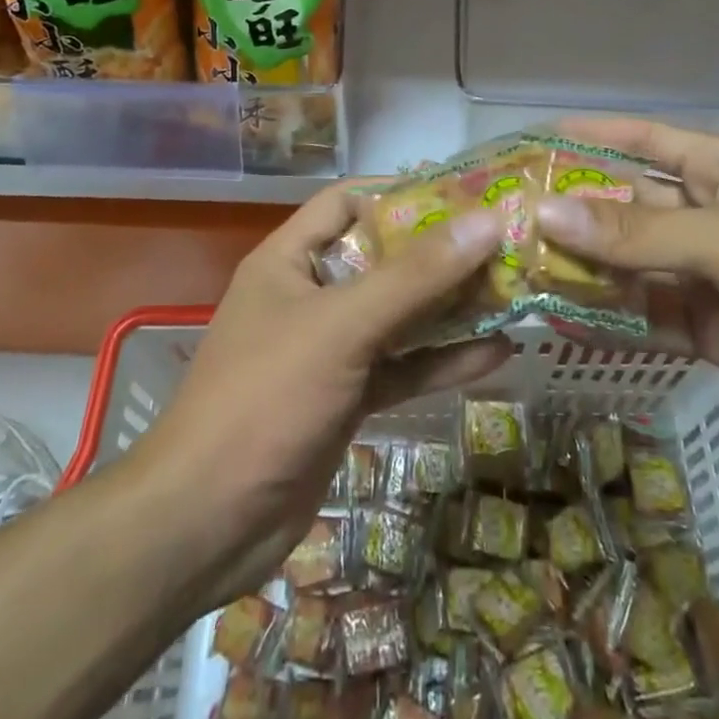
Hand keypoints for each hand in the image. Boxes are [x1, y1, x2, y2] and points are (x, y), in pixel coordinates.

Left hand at [129, 183, 508, 608]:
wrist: (207, 525)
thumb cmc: (266, 398)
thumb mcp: (343, 326)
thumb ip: (415, 277)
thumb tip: (486, 221)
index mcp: (290, 259)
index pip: (347, 202)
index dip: (401, 193)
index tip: (463, 194)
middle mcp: (310, 295)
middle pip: (382, 259)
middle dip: (439, 253)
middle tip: (503, 243)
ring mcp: (329, 350)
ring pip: (398, 315)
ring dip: (449, 307)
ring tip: (512, 291)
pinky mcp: (346, 398)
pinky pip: (401, 367)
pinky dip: (442, 361)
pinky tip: (495, 354)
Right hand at [534, 119, 718, 463]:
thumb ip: (635, 235)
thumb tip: (545, 214)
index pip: (642, 140)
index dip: (589, 137)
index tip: (530, 141)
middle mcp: (709, 216)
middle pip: (627, 207)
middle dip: (573, 212)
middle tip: (502, 220)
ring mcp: (711, 276)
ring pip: (631, 265)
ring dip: (583, 268)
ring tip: (514, 270)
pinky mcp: (714, 332)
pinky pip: (649, 318)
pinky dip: (610, 319)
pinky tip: (559, 320)